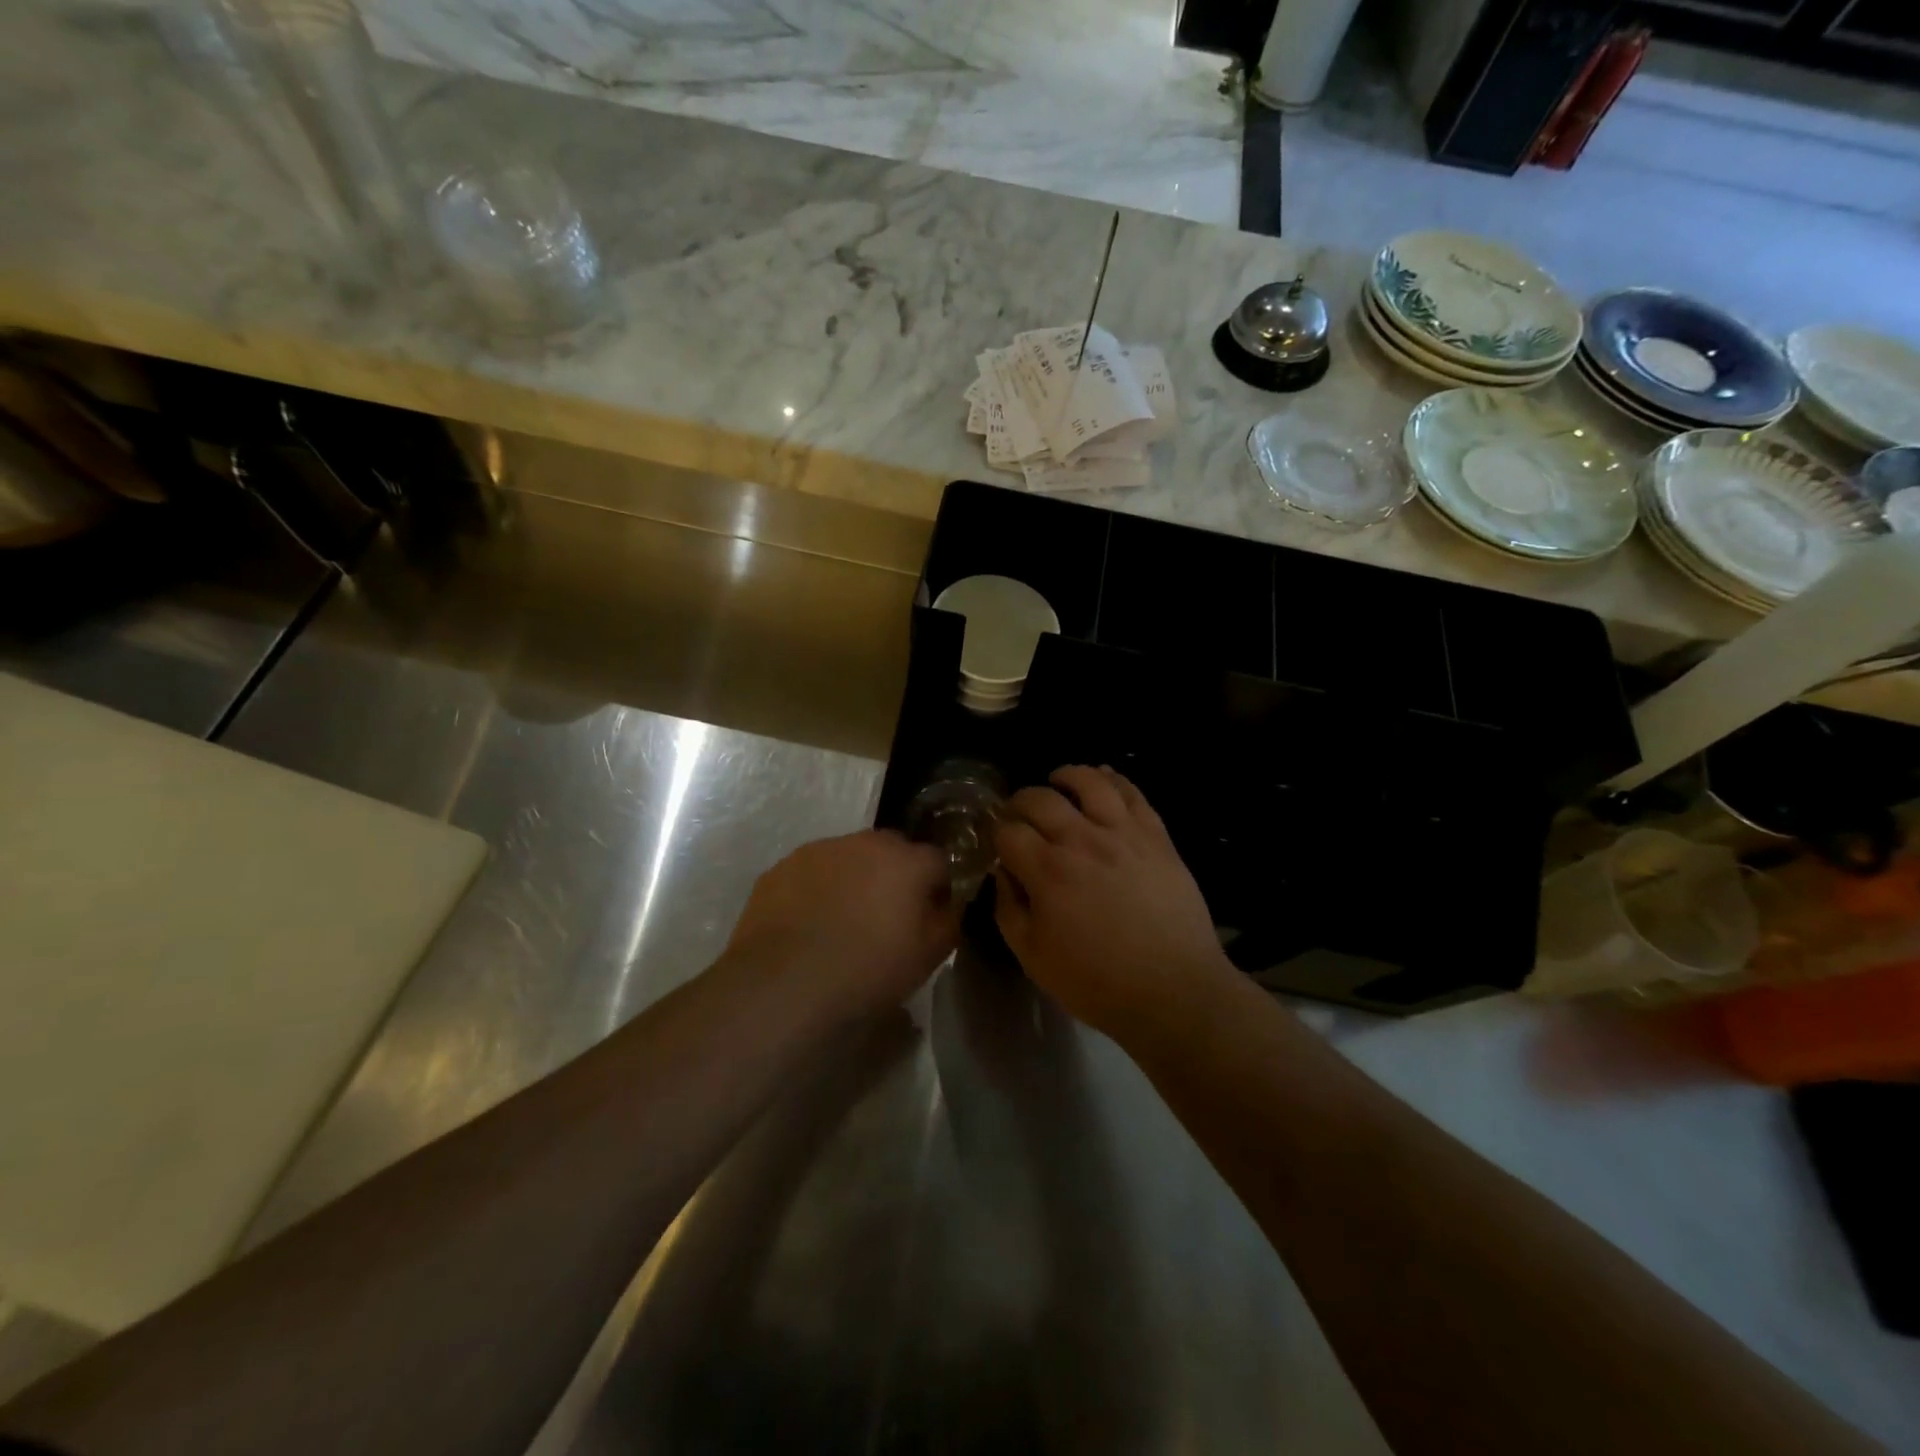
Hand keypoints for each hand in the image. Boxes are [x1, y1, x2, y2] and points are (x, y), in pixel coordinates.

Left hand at [727, 829, 960, 1014]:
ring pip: (849, 858)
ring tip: (843, 921)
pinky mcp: (782, 867)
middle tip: (886, 917)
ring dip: (854, 879)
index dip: (937, 888)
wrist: (784, 985)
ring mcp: (819, 850)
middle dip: (895, 876)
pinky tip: (809, 924)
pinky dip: (817, 889)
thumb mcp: (929, 957)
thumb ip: (948, 921)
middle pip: (892, 851)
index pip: (938, 861)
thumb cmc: (868, 971)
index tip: (930, 917)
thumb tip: (948, 905)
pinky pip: (812, 872)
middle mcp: (865, 842)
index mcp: (907, 861)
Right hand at [993, 766, 1233, 1042]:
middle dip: (1020, 801)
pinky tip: (1104, 780)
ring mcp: (1124, 833)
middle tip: (1019, 814)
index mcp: (1047, 871)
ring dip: (1066, 776)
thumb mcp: (1033, 957)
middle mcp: (1082, 840)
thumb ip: (1009, 909)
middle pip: (1041, 799)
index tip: (998, 841)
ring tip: (1058, 781)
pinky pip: (1133, 794)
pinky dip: (1114, 779)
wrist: (1174, 991)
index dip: (996, 832)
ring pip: (1090, 782)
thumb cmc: (1097, 982)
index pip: (1008, 831)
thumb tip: (1004, 873)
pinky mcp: (1156, 836)